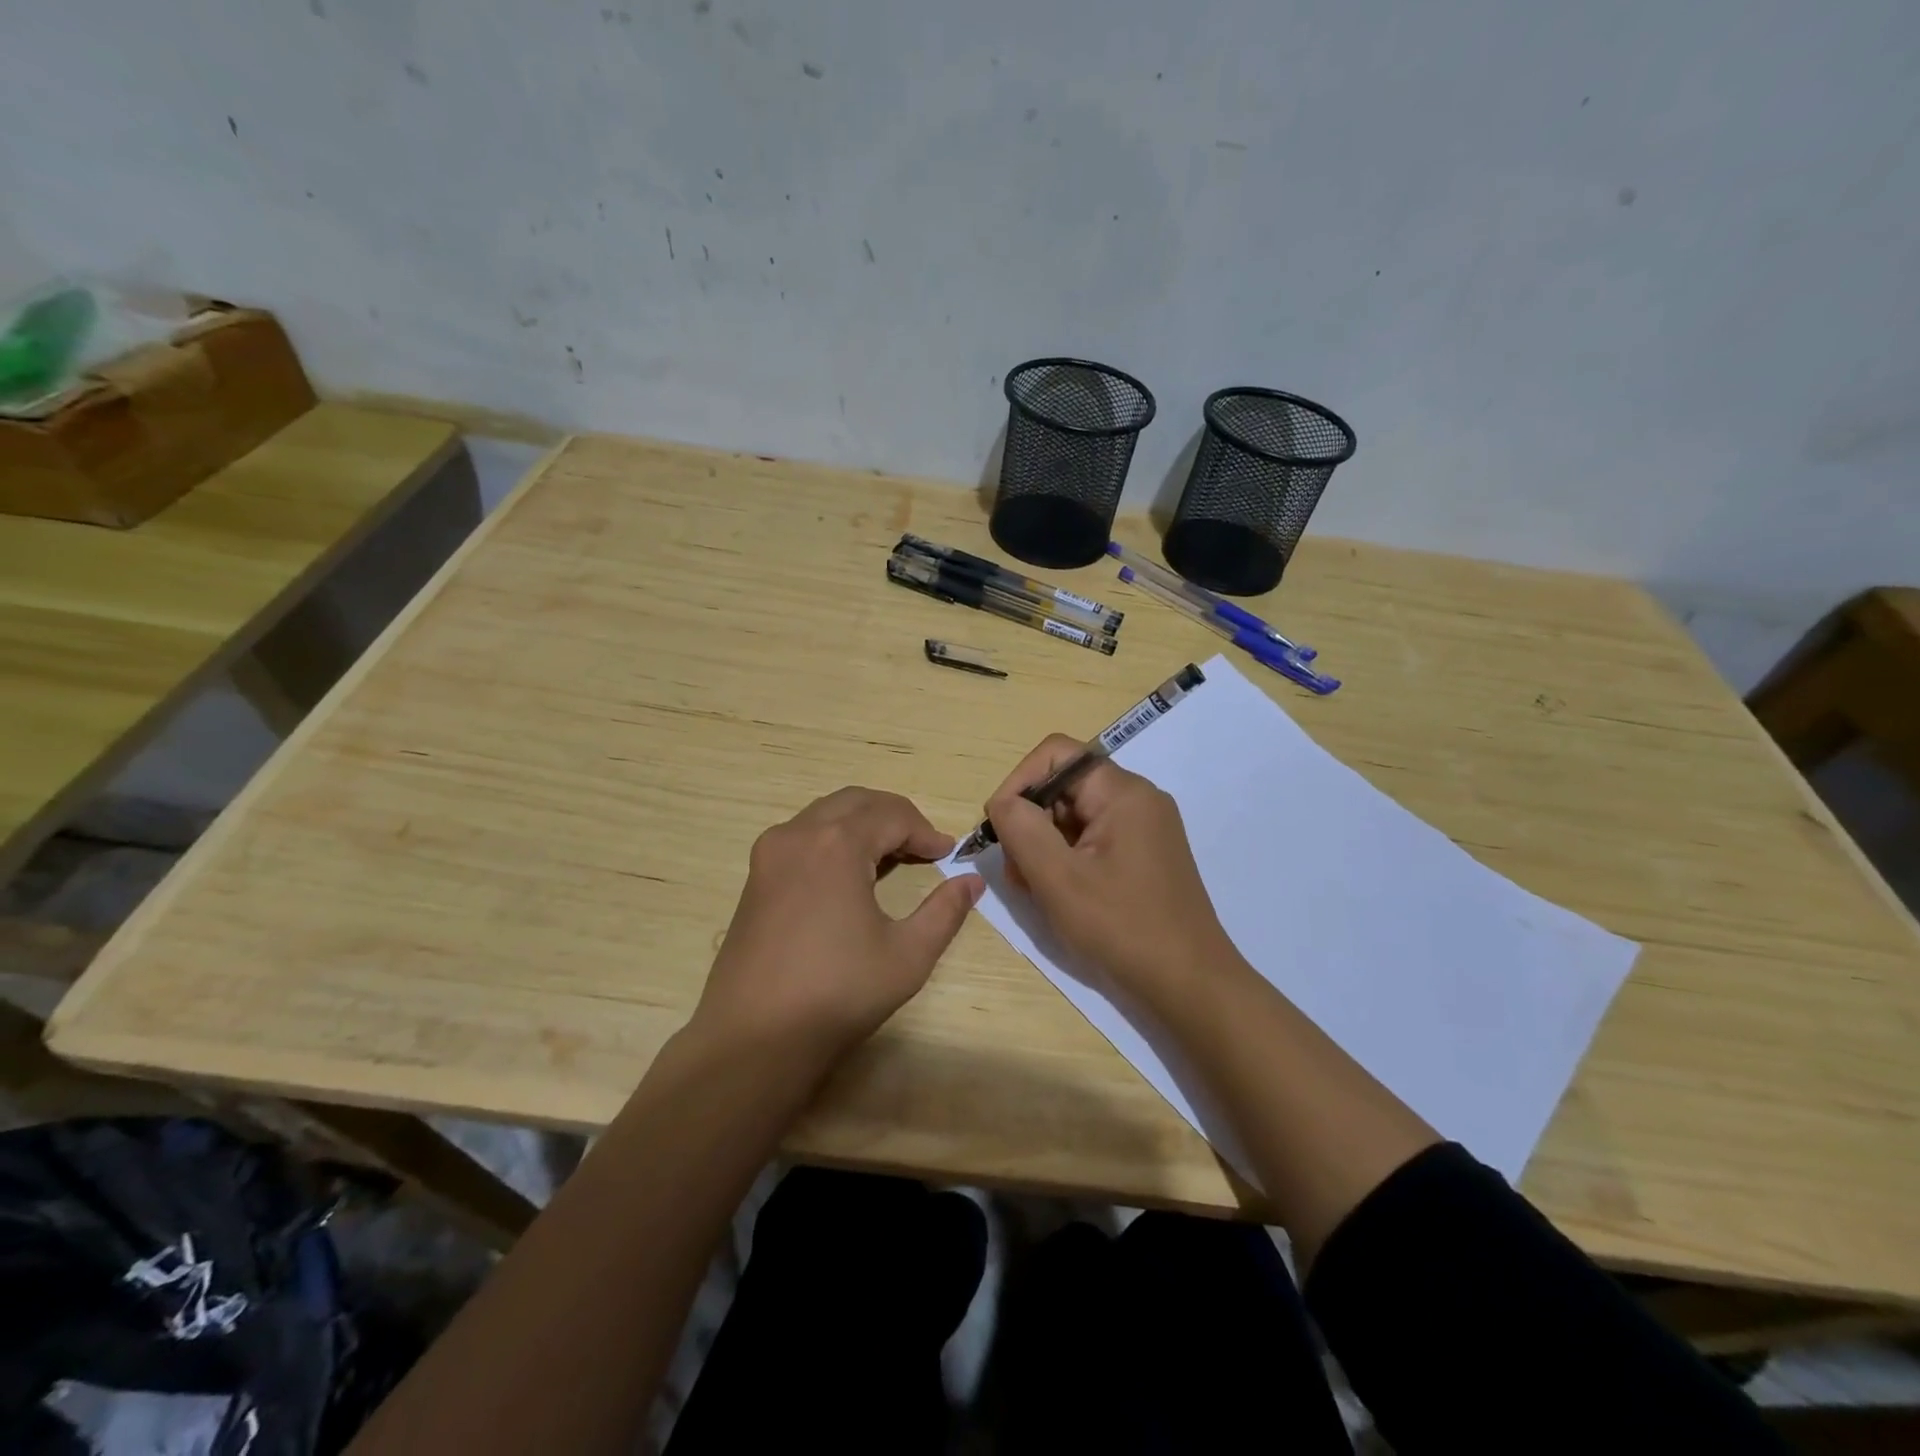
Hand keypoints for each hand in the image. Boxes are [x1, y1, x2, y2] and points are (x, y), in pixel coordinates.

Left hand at [692, 788, 983, 1065]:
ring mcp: (770, 853)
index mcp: (837, 844)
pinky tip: (850, 872)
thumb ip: (945, 911)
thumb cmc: (838, 994)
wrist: (753, 1038)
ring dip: (863, 823)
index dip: (926, 832)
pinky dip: (834, 838)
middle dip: (895, 817)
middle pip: (857, 802)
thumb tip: (972, 882)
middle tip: (924, 846)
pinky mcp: (755, 876)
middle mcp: (799, 834)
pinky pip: (803, 835)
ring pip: (826, 813)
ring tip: (892, 855)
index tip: (949, 854)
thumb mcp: (908, 955)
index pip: (893, 816)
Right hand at [986, 735, 1240, 1005]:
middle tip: (1017, 872)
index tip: (1000, 828)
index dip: (1018, 782)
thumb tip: (1003, 803)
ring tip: (1035, 890)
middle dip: (1030, 822)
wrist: (1190, 984)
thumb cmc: (1122, 926)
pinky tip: (1059, 895)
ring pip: (1075, 816)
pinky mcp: (1145, 855)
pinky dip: (1067, 860)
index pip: (1056, 754)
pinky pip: (1093, 839)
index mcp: (1123, 792)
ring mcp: (1145, 828)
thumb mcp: (1058, 877)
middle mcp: (1138, 799)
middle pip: (1064, 786)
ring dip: (1044, 846)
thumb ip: (1021, 829)